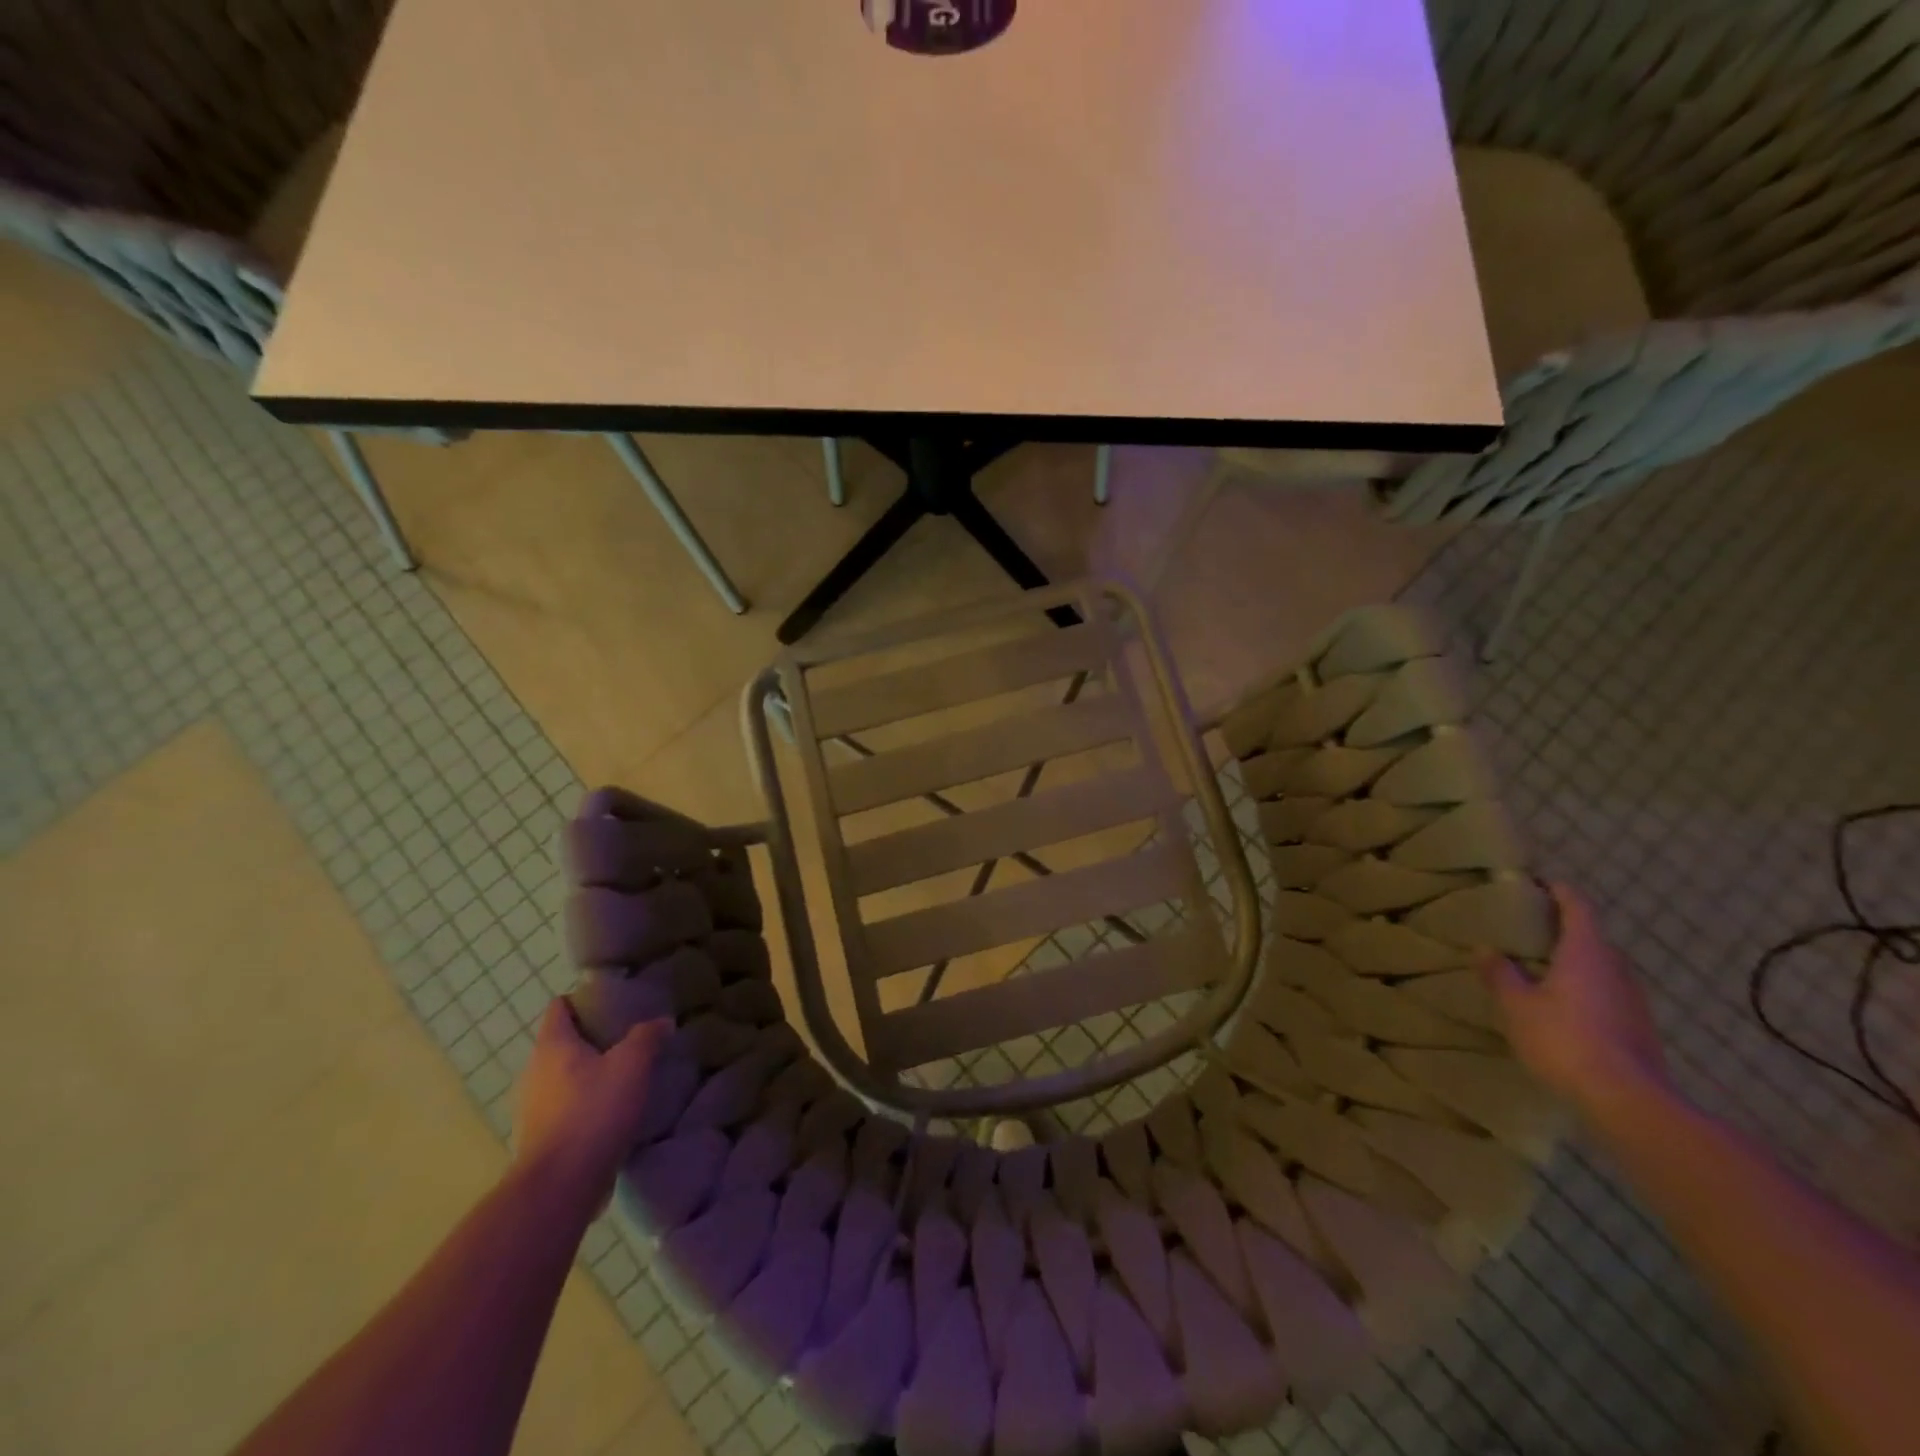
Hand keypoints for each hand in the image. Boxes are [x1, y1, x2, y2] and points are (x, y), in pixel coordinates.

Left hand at [512, 999, 667, 1204]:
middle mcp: (534, 1072)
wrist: (560, 1186)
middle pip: (561, 1042)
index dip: (584, 999)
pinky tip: (612, 1111)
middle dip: (592, 1038)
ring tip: (624, 1075)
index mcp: (552, 1046)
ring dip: (589, 1073)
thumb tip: (661, 1022)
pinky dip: (584, 1103)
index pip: (559, 1007)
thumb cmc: (593, 1111)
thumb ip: (647, 1037)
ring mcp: (532, 1108)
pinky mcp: (540, 1138)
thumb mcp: (632, 1064)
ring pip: (563, 1077)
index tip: (613, 1003)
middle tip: (628, 1039)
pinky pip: (564, 1107)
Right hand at [1482, 884, 1670, 1113]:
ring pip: (1601, 967)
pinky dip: (1585, 989)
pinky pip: (1607, 994)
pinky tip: (1562, 1007)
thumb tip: (1485, 949)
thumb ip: (1500, 974)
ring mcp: (1633, 1000)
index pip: (1577, 906)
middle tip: (1527, 931)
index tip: (1537, 884)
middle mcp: (1616, 968)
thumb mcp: (1517, 1005)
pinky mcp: (1639, 1027)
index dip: (1558, 891)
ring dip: (1574, 962)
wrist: (1629, 1101)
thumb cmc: (1565, 1039)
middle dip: (1562, 930)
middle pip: (1591, 937)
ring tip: (1540, 969)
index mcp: (1587, 952)